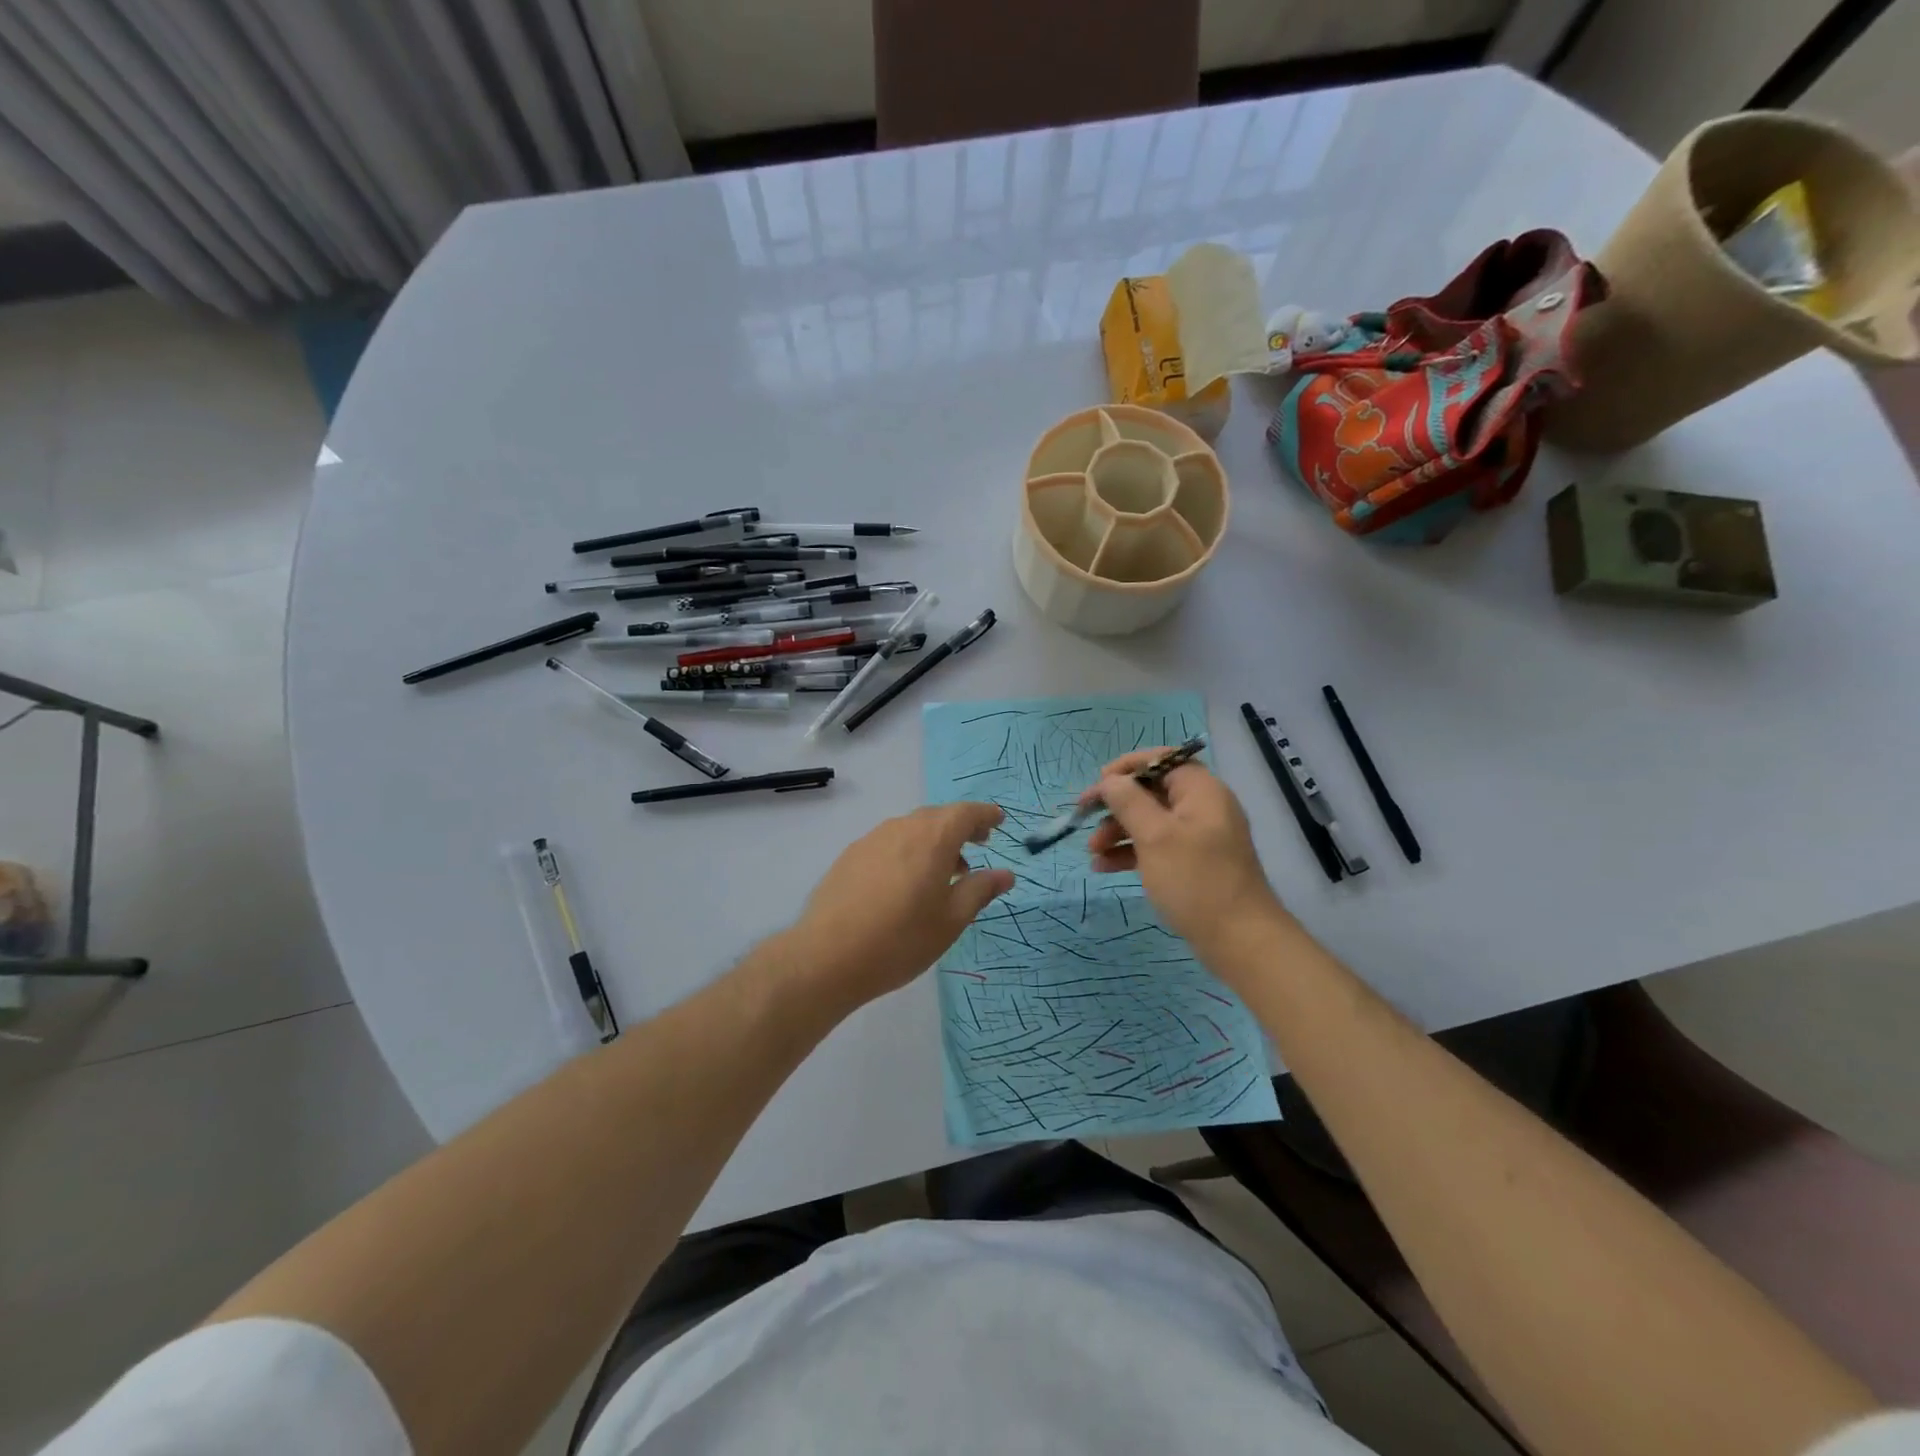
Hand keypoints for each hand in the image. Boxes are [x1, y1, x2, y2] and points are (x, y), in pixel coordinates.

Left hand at [788, 803, 1014, 1008]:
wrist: (827, 957)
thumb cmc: (900, 940)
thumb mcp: (951, 920)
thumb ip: (980, 890)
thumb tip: (1005, 873)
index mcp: (932, 838)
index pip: (965, 813)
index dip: (985, 815)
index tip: (998, 822)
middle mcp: (901, 828)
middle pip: (937, 817)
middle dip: (960, 827)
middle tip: (977, 846)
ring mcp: (871, 840)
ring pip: (911, 829)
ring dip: (933, 841)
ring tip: (943, 872)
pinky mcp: (849, 856)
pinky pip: (889, 843)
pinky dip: (907, 851)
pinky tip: (905, 883)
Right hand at [1087, 751, 1285, 957]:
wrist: (1239, 940)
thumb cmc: (1195, 880)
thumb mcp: (1155, 836)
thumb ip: (1128, 801)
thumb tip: (1110, 780)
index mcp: (1201, 791)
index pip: (1161, 760)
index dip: (1126, 767)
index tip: (1097, 785)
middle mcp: (1203, 808)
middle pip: (1151, 792)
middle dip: (1116, 805)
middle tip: (1084, 819)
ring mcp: (1199, 838)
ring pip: (1150, 822)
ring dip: (1118, 831)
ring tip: (1092, 852)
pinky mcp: (1193, 864)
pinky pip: (1156, 847)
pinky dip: (1131, 853)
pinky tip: (1104, 867)